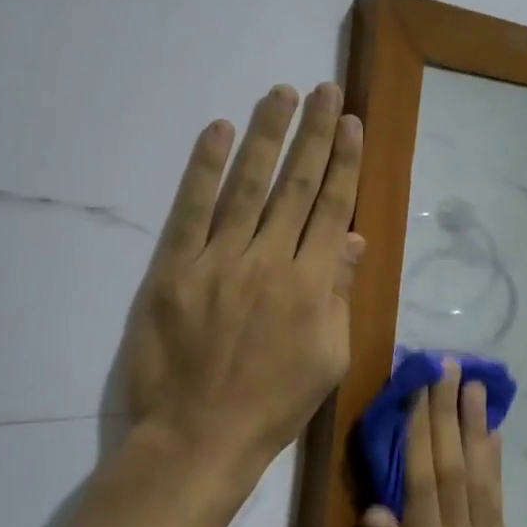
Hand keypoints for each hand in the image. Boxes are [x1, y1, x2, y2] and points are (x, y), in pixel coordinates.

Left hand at [117, 83, 363, 478]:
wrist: (199, 436)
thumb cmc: (272, 404)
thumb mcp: (328, 358)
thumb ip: (339, 293)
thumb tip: (351, 237)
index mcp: (312, 284)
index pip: (332, 206)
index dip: (344, 161)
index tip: (351, 122)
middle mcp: (270, 260)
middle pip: (296, 184)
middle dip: (314, 133)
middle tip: (325, 89)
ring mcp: (220, 260)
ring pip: (249, 185)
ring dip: (267, 135)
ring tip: (281, 94)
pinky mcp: (176, 267)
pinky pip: (192, 209)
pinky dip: (205, 168)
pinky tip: (219, 130)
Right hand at [358, 360, 518, 526]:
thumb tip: (377, 507)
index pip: (424, 481)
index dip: (422, 430)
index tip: (420, 386)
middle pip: (455, 467)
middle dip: (450, 413)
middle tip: (450, 367)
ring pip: (481, 477)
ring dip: (476, 427)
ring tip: (475, 386)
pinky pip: (497, 502)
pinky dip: (495, 464)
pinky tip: (493, 437)